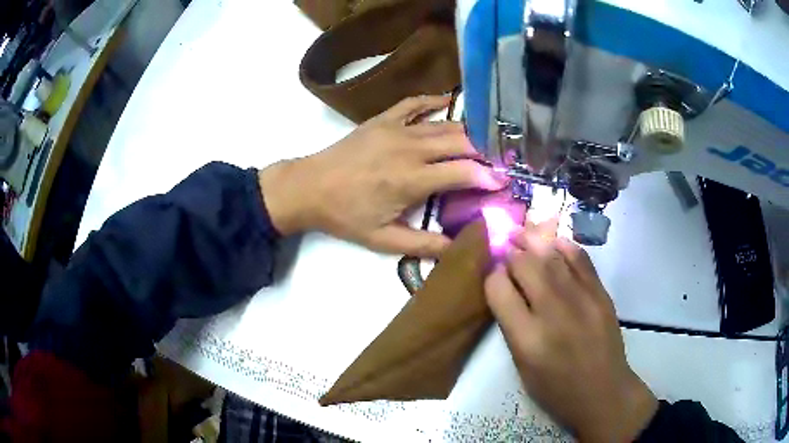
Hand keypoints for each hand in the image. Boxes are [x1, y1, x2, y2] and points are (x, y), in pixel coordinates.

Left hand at [259, 95, 506, 256]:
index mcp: (411, 180)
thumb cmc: (346, 216)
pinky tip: (451, 102)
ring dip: (469, 130)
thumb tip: (459, 247)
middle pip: (460, 142)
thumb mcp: (383, 239)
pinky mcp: (383, 119)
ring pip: (444, 124)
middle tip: (503, 158)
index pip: (463, 173)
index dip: (488, 176)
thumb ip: (424, 244)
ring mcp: (396, 128)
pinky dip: (435, 101)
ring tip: (488, 137)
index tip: (504, 182)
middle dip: (486, 150)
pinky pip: (414, 103)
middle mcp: (409, 148)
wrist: (310, 188)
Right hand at [484, 224, 657, 441]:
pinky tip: (554, 243)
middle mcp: (553, 313)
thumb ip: (512, 325)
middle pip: (525, 266)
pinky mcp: (601, 293)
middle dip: (512, 254)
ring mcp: (581, 299)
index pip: (499, 290)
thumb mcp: (522, 366)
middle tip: (508, 249)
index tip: (494, 276)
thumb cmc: (556, 388)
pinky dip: (564, 246)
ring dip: (533, 241)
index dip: (492, 277)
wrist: (603, 391)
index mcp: (527, 339)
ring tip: (524, 233)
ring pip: (551, 256)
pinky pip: (580, 258)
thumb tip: (505, 288)